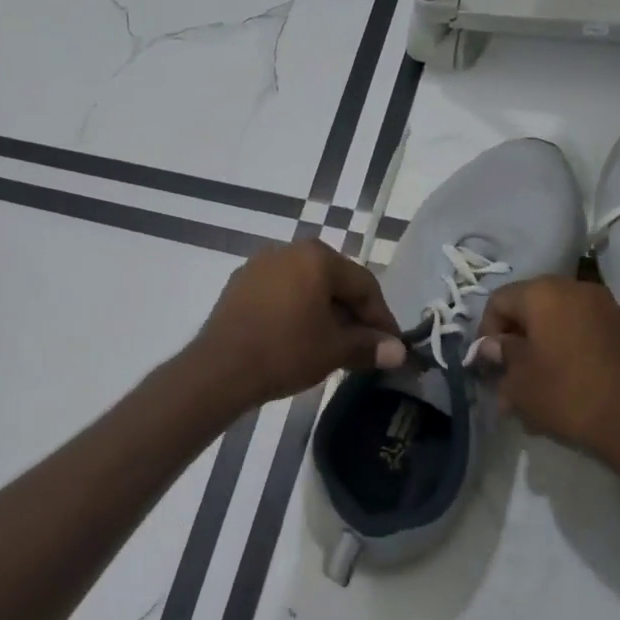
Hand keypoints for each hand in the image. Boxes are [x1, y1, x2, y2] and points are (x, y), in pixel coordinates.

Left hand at [192, 240, 406, 407]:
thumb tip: (398, 352)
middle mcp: (289, 250)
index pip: (364, 285)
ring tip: (333, 345)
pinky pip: (281, 293)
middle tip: (365, 346)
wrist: (220, 368)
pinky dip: (297, 311)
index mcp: (318, 257)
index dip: (382, 318)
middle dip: (353, 315)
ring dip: (325, 313)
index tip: (392, 346)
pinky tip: (299, 337)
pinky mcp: (240, 284)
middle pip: (335, 282)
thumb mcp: (334, 350)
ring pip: (307, 287)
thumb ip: (369, 346)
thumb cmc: (285, 351)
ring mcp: (260, 265)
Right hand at [477, 276, 619, 479]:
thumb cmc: (568, 394)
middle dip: (516, 342)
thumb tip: (492, 346)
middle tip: (509, 378)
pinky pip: (584, 334)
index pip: (499, 301)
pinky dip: (569, 353)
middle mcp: (575, 289)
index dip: (486, 332)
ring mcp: (606, 308)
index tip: (488, 365)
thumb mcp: (519, 382)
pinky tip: (566, 387)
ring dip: (542, 350)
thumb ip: (501, 356)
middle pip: (530, 308)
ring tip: (537, 389)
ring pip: (558, 324)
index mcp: (543, 293)